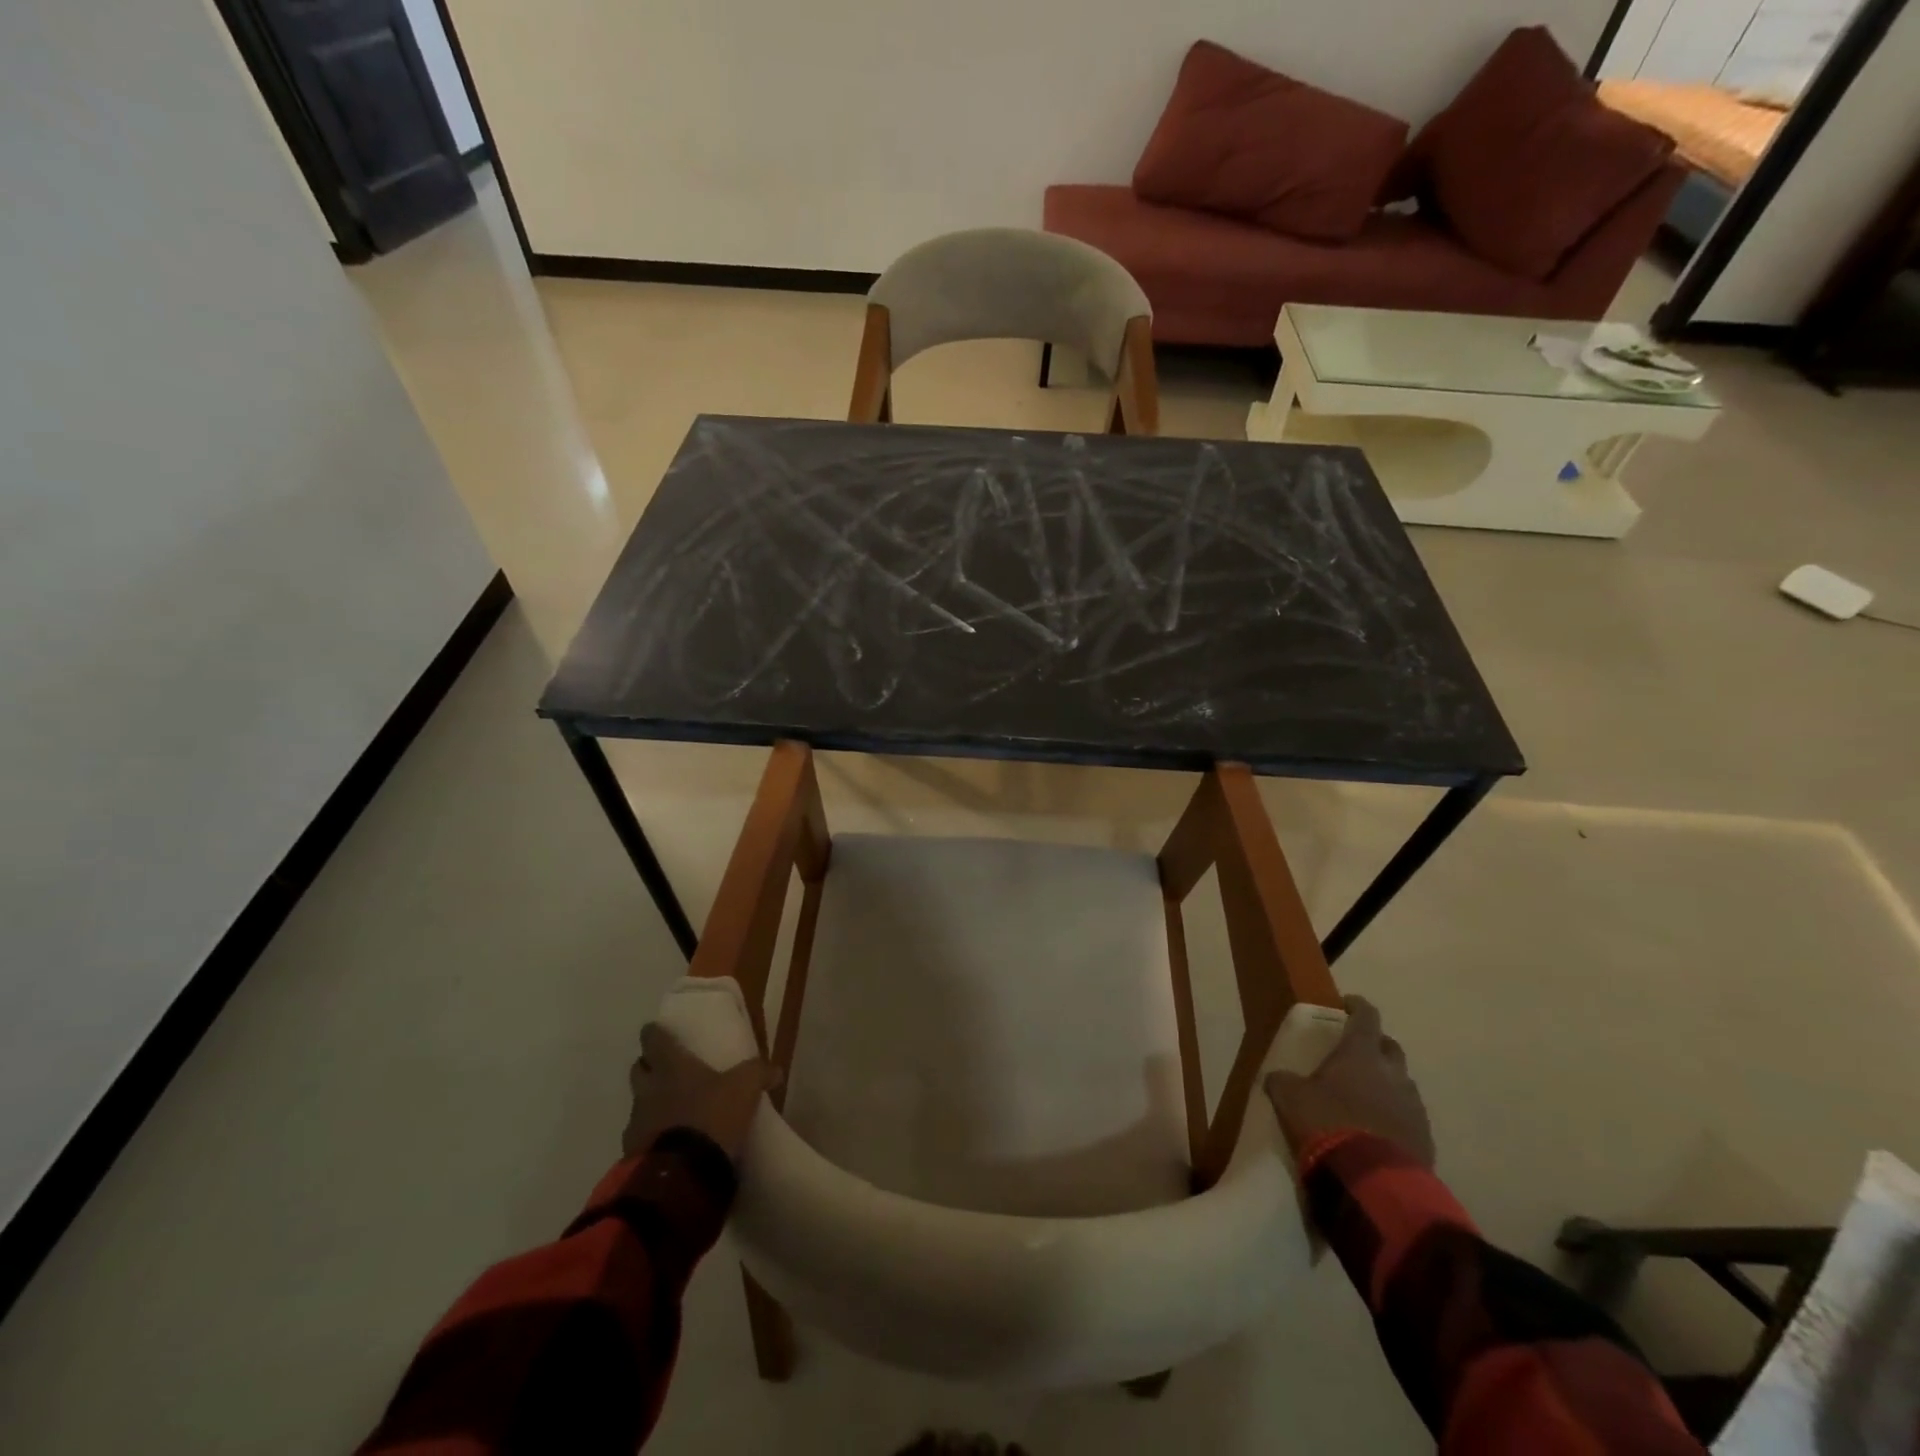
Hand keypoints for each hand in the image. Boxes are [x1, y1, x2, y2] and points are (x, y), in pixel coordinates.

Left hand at [623, 1023, 781, 1162]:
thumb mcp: (745, 1088)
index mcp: (670, 1065)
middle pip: (639, 1068)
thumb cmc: (711, 1116)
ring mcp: (636, 1123)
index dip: (655, 1033)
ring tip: (676, 1112)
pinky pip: (641, 1138)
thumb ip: (759, 1073)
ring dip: (652, 1104)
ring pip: (639, 1104)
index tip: (662, 1032)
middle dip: (651, 1067)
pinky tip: (672, 1144)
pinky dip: (653, 1137)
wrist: (681, 1176)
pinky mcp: (631, 1155)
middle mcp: (648, 1089)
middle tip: (672, 1070)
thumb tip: (775, 1070)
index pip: (652, 1038)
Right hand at [1264, 996, 1433, 1167]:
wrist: (1374, 1181)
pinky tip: (1379, 1129)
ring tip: (1366, 1096)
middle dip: (1375, 1045)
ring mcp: (1413, 1105)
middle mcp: (1393, 1072)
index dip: (1357, 1006)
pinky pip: (1410, 1116)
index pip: (1366, 1016)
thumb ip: (1283, 1081)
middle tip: (1356, 1053)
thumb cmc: (1327, 1122)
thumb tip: (1276, 1077)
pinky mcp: (1425, 1137)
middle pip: (1390, 1047)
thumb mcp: (1290, 1097)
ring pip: (1402, 1082)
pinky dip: (1396, 1115)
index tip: (1347, 1004)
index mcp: (1361, 1053)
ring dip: (1387, 1083)